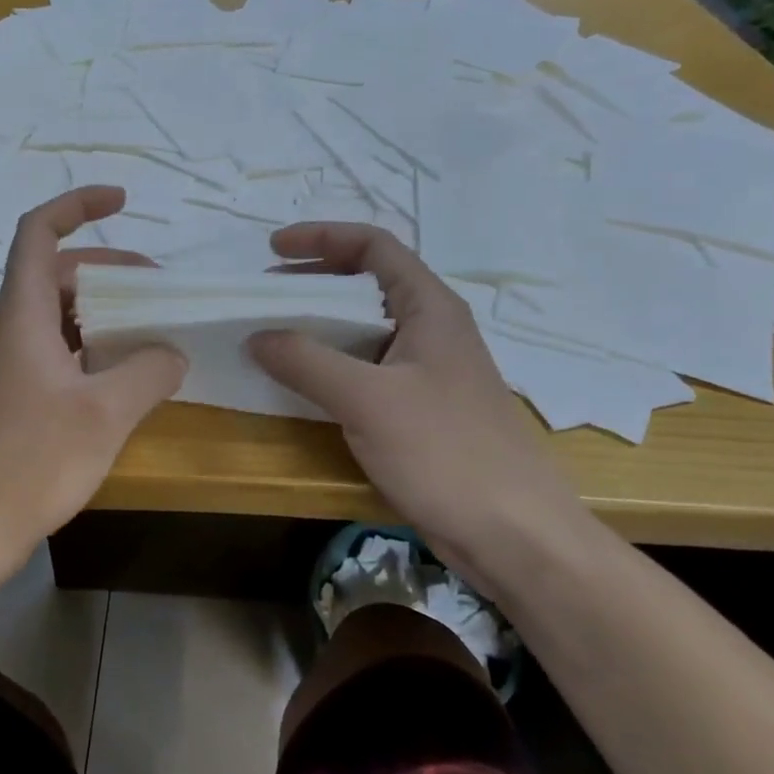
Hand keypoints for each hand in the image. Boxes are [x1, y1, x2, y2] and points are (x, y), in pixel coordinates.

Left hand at [0, 187, 186, 566]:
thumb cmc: (31, 460)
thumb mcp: (105, 413)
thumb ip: (148, 372)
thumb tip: (172, 353)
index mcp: (23, 314)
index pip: (39, 232)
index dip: (77, 204)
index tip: (121, 201)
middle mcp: (12, 328)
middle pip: (58, 271)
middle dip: (109, 268)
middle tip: (157, 287)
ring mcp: (11, 362)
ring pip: (60, 312)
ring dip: (103, 309)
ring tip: (150, 327)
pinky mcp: (16, 393)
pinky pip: (59, 347)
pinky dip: (93, 344)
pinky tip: (124, 372)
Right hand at [248, 223, 589, 586]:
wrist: (517, 536)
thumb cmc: (447, 453)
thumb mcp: (368, 400)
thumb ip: (307, 362)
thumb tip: (256, 335)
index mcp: (430, 308)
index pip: (373, 246)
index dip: (322, 237)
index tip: (274, 248)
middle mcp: (432, 329)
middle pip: (368, 283)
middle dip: (314, 279)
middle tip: (266, 291)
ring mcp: (428, 371)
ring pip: (365, 329)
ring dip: (319, 324)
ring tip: (274, 334)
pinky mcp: (422, 409)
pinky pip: (367, 369)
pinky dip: (331, 364)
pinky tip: (303, 384)